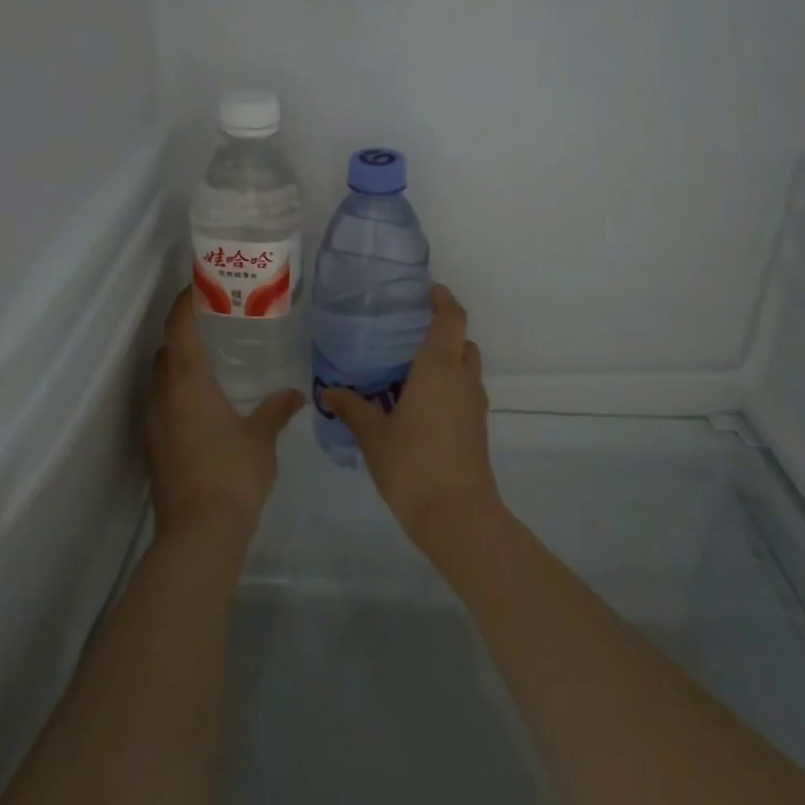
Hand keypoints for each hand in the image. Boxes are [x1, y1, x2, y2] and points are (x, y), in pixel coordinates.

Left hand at [146, 286, 304, 543]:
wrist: (199, 532)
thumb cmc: (232, 473)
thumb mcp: (262, 437)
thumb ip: (277, 409)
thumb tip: (295, 395)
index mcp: (187, 382)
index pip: (179, 327)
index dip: (185, 302)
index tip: (199, 284)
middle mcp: (163, 395)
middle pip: (165, 351)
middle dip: (183, 333)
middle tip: (214, 324)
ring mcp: (154, 423)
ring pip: (161, 379)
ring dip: (179, 365)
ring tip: (211, 361)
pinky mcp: (154, 446)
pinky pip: (162, 404)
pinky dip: (178, 392)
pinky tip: (204, 405)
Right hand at [321, 284, 499, 548]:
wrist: (457, 515)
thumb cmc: (413, 464)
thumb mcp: (373, 436)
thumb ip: (352, 409)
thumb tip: (327, 392)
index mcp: (438, 369)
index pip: (451, 319)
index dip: (443, 299)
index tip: (428, 290)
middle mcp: (461, 379)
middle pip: (461, 341)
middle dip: (443, 330)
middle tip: (410, 331)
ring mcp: (474, 404)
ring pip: (466, 367)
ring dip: (447, 360)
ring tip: (411, 367)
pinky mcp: (477, 426)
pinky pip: (464, 391)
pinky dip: (448, 384)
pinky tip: (420, 403)